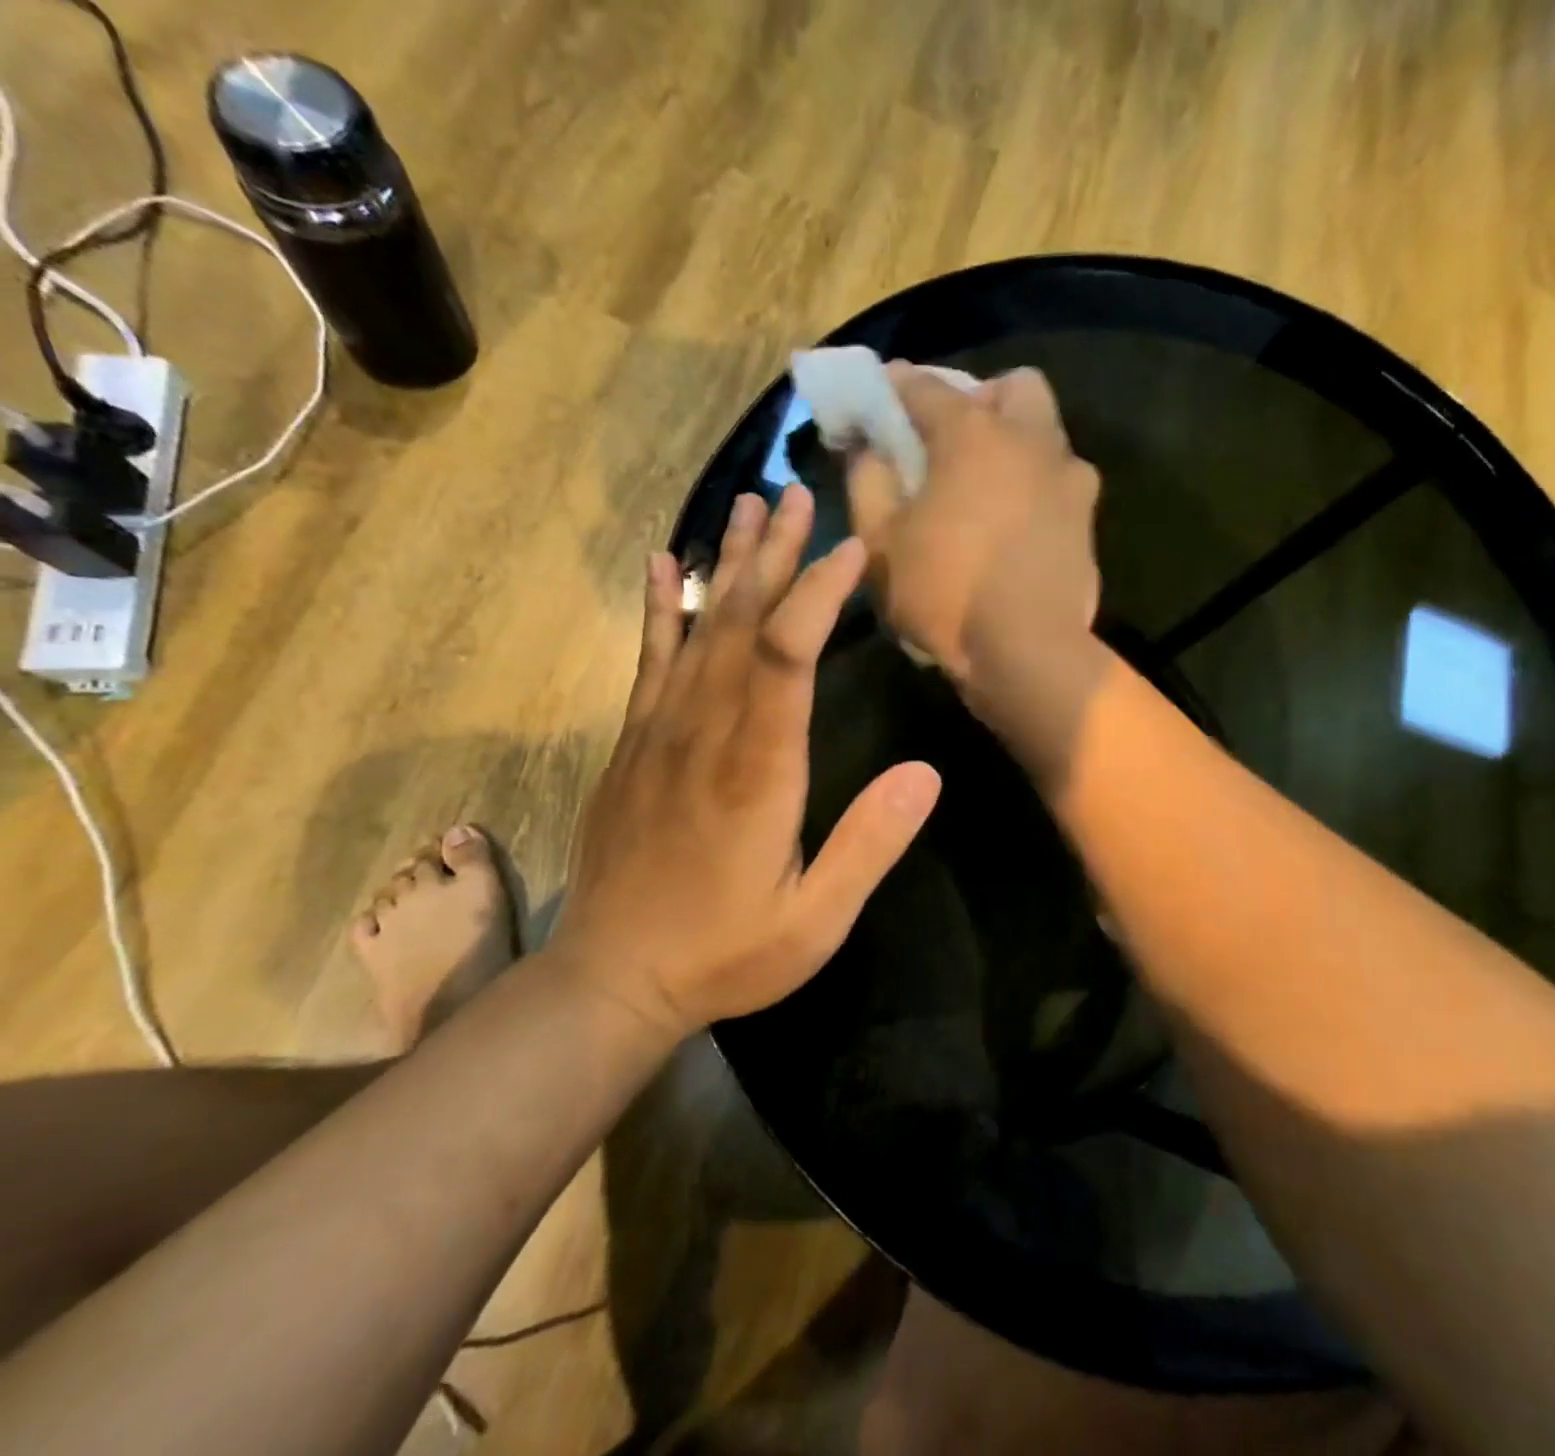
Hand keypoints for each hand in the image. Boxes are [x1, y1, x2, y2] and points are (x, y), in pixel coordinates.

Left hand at [549, 486, 941, 1039]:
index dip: (820, 592)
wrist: (612, 979)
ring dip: (727, 564)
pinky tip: (665, 566)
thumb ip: (870, 844)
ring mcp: (660, 734)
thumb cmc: (726, 953)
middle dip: (774, 554)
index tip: (853, 548)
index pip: (788, 654)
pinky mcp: (633, 745)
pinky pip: (649, 661)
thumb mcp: (816, 920)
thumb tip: (927, 773)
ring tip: (745, 505)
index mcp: (758, 769)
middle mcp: (705, 733)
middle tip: (796, 494)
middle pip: (743, 622)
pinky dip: (661, 609)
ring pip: (698, 629)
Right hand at [849, 364, 1100, 692]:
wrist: (1028, 652)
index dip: (895, 387)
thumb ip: (867, 482)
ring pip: (1047, 432)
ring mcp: (1069, 479)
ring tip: (987, 484)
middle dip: (980, 398)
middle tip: (952, 438)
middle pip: (1012, 387)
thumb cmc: (946, 593)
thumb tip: (867, 449)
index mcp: (973, 434)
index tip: (879, 397)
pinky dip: (1036, 485)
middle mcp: (1030, 441)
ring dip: (1016, 440)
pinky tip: (1015, 524)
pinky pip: (1061, 481)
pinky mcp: (1087, 520)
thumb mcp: (881, 542)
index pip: (925, 387)